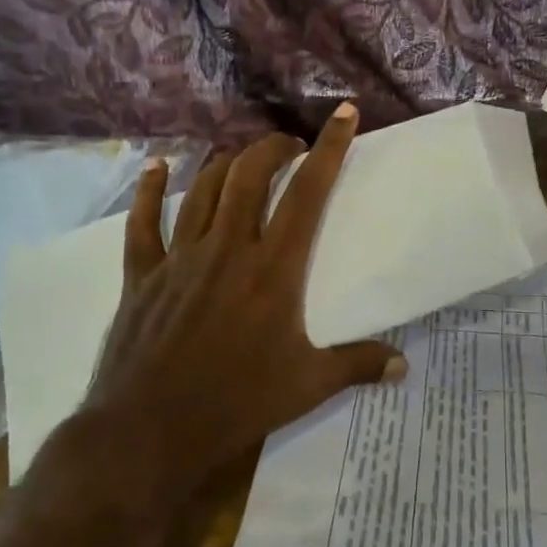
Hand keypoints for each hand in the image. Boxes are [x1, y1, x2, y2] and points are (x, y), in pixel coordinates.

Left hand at [42, 104, 404, 506]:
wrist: (150, 431)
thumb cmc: (237, 403)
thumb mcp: (307, 386)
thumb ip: (357, 366)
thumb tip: (404, 366)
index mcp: (273, 268)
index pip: (308, 193)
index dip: (329, 148)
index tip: (342, 114)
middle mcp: (227, 248)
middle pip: (250, 175)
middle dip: (273, 148)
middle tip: (289, 148)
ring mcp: (181, 257)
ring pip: (203, 188)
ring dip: (226, 162)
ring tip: (243, 157)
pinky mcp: (143, 274)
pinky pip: (144, 222)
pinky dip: (149, 190)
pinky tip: (156, 166)